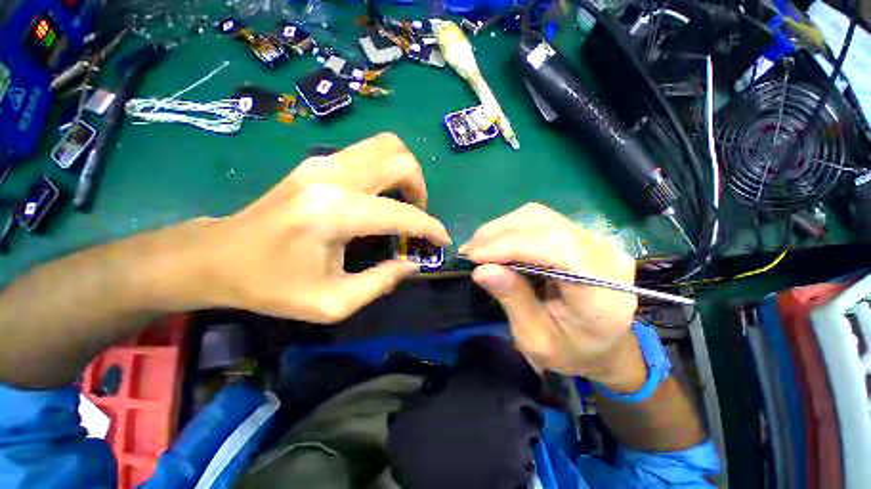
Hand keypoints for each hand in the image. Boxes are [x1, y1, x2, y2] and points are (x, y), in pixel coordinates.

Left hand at [189, 133, 450, 322]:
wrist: (216, 256)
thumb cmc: (270, 286)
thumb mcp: (331, 302)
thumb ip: (380, 282)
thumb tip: (413, 264)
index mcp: (335, 214)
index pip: (402, 214)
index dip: (430, 228)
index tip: (443, 240)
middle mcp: (333, 177)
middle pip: (398, 160)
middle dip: (420, 188)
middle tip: (420, 214)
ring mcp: (322, 163)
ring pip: (385, 146)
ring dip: (405, 173)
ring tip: (404, 202)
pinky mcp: (316, 162)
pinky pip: (367, 153)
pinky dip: (386, 170)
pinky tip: (381, 196)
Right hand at [462, 204, 644, 388]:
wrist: (604, 346)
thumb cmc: (571, 351)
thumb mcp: (536, 339)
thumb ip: (513, 301)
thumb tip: (482, 270)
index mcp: (603, 292)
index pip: (556, 248)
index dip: (510, 246)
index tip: (473, 256)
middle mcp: (605, 255)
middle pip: (545, 224)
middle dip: (498, 234)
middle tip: (468, 252)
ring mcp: (595, 240)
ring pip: (539, 217)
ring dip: (501, 229)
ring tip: (478, 248)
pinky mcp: (580, 235)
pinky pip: (539, 221)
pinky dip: (510, 229)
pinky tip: (495, 244)